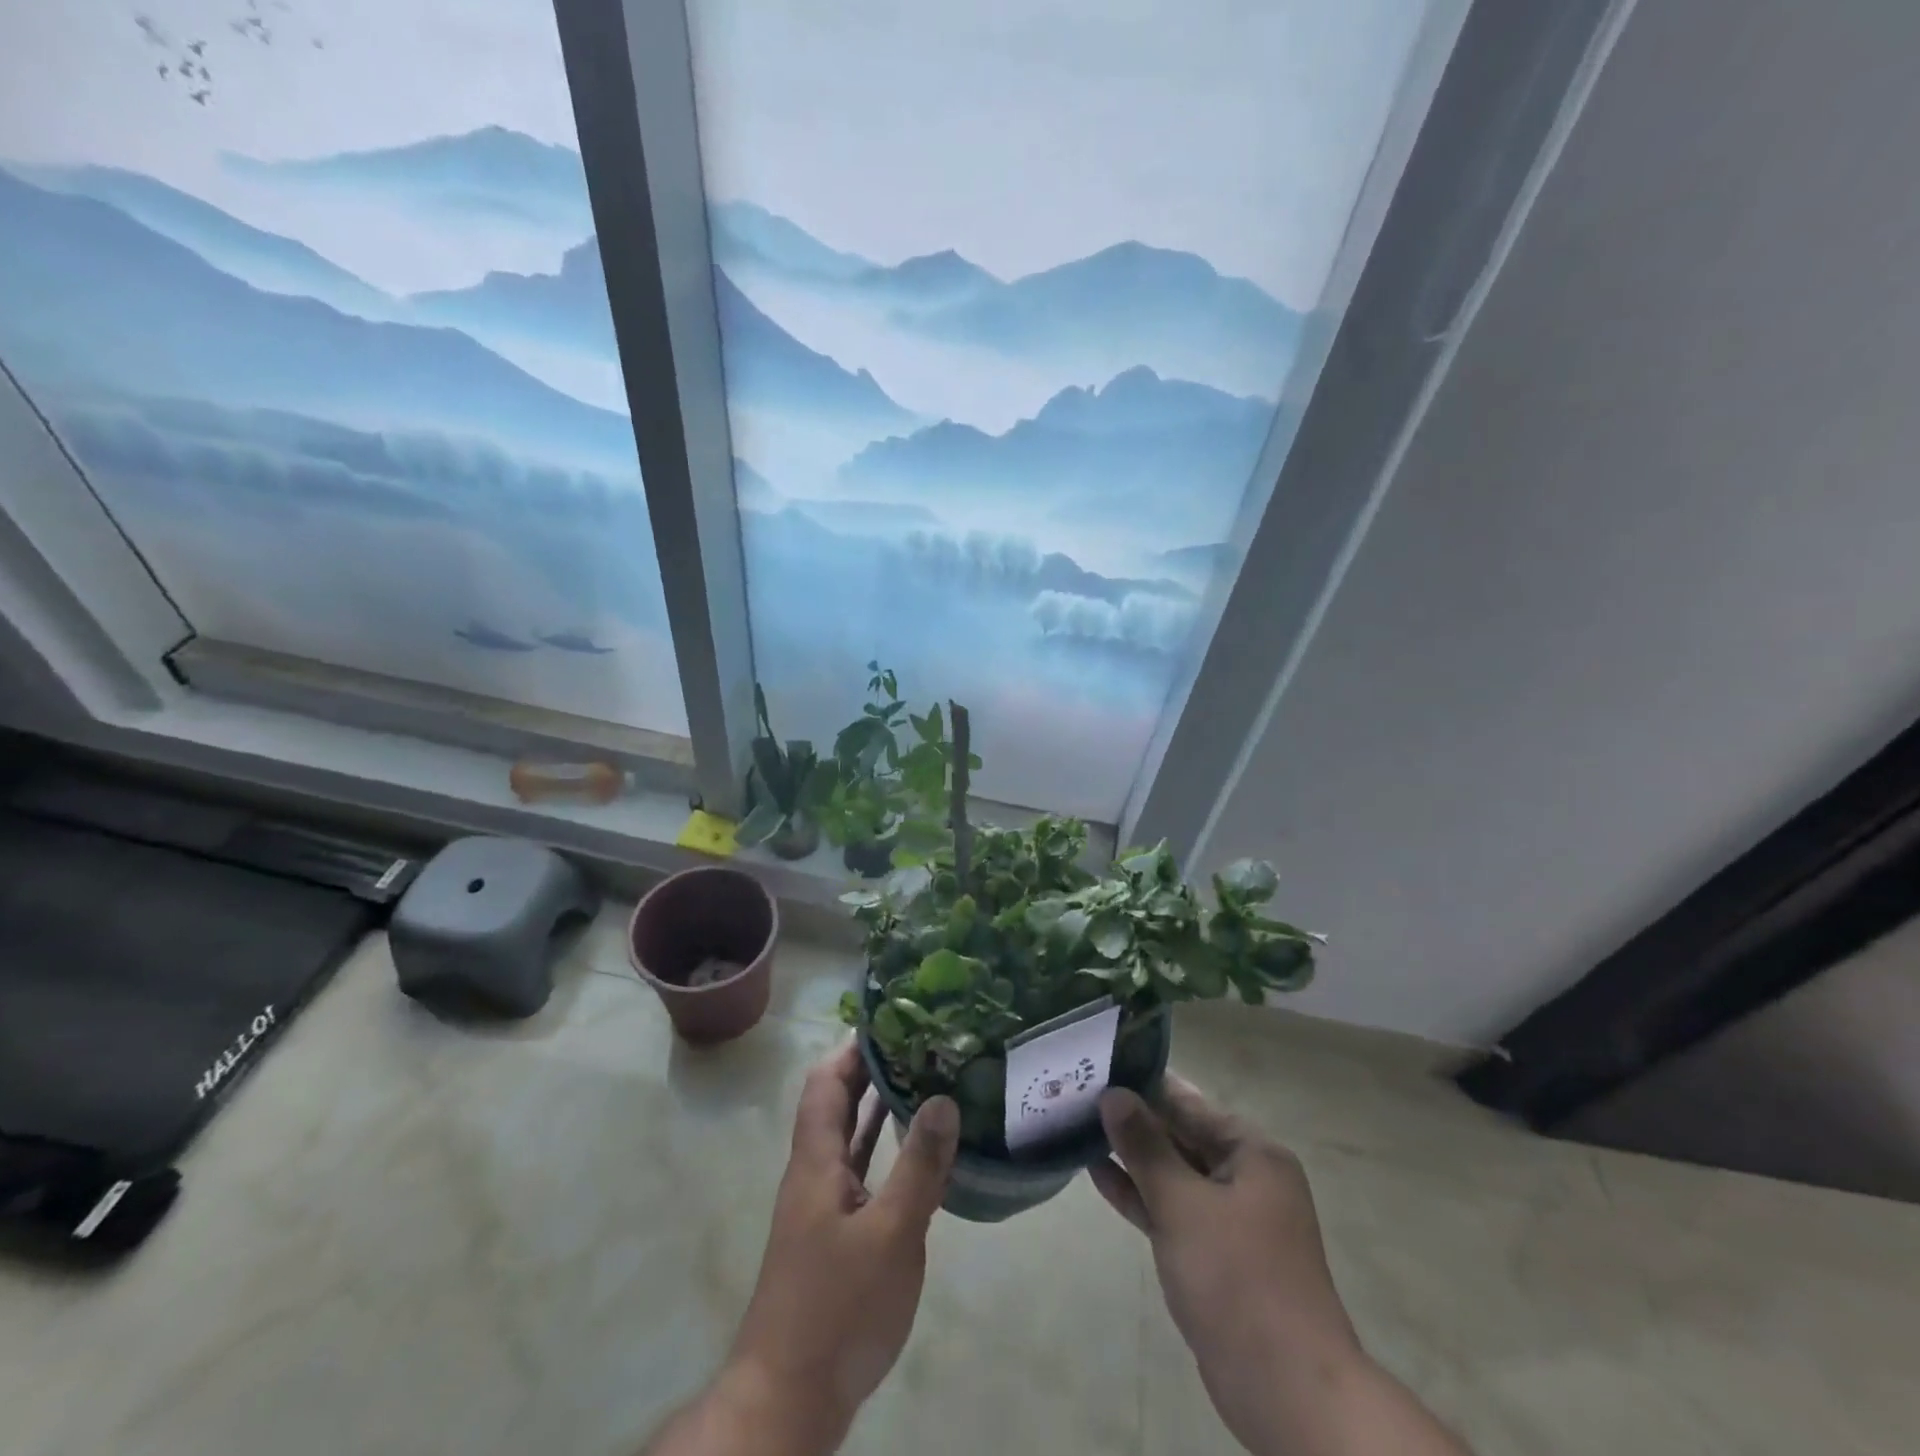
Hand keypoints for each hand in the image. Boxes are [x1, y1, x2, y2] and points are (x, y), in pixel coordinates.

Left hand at [645, 1041, 958, 1455]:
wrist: (789, 1399)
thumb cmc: (837, 1308)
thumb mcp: (891, 1234)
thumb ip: (919, 1165)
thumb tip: (944, 1096)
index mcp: (816, 1160)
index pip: (827, 1082)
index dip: (854, 1047)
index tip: (895, 1020)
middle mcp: (815, 1172)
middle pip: (839, 1104)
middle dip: (874, 1069)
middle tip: (924, 1043)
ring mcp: (825, 1205)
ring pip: (852, 1138)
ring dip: (882, 1107)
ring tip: (927, 1078)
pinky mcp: (837, 1235)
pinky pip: (863, 1172)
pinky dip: (887, 1150)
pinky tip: (920, 1150)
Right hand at [1094, 1077, 1470, 1455]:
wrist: (1286, 1390)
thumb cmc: (1237, 1278)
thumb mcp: (1183, 1203)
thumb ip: (1145, 1146)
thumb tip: (1113, 1094)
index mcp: (1253, 1153)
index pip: (1190, 1102)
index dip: (1145, 1084)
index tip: (1100, 1064)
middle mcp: (1246, 1177)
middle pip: (1181, 1135)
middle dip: (1133, 1120)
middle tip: (1079, 1093)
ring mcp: (1230, 1219)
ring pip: (1173, 1174)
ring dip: (1132, 1157)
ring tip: (1079, 1128)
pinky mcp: (1214, 1256)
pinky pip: (1172, 1210)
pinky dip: (1140, 1195)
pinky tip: (1098, 1175)